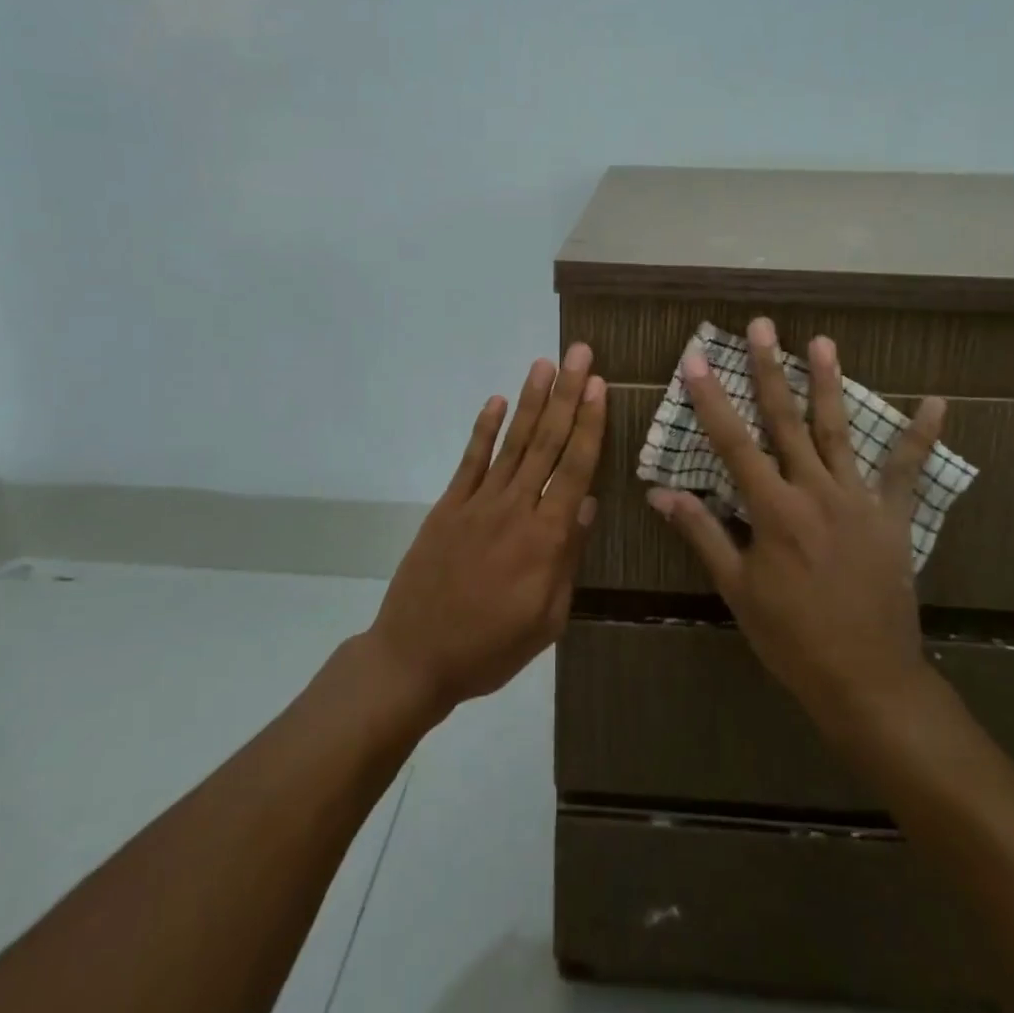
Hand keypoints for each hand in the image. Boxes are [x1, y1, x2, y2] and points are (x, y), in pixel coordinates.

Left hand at [367, 345, 606, 717]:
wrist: (415, 657)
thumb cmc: (491, 648)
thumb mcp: (547, 620)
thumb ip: (568, 558)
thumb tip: (587, 504)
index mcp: (545, 538)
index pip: (575, 468)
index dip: (589, 424)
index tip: (598, 385)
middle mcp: (515, 508)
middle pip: (547, 442)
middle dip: (566, 395)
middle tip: (579, 354)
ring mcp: (478, 503)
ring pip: (512, 443)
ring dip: (530, 400)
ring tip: (544, 364)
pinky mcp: (448, 506)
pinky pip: (471, 461)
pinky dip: (484, 429)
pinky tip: (497, 401)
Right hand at [647, 318, 945, 731]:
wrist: (866, 679)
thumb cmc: (791, 637)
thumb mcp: (737, 589)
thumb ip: (702, 533)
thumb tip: (660, 492)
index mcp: (773, 511)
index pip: (734, 443)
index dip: (712, 400)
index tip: (695, 360)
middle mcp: (814, 492)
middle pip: (786, 421)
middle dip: (769, 370)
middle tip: (761, 327)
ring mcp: (857, 501)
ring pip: (838, 431)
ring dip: (829, 383)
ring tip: (822, 341)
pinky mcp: (892, 517)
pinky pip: (908, 471)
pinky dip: (922, 436)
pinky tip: (938, 402)